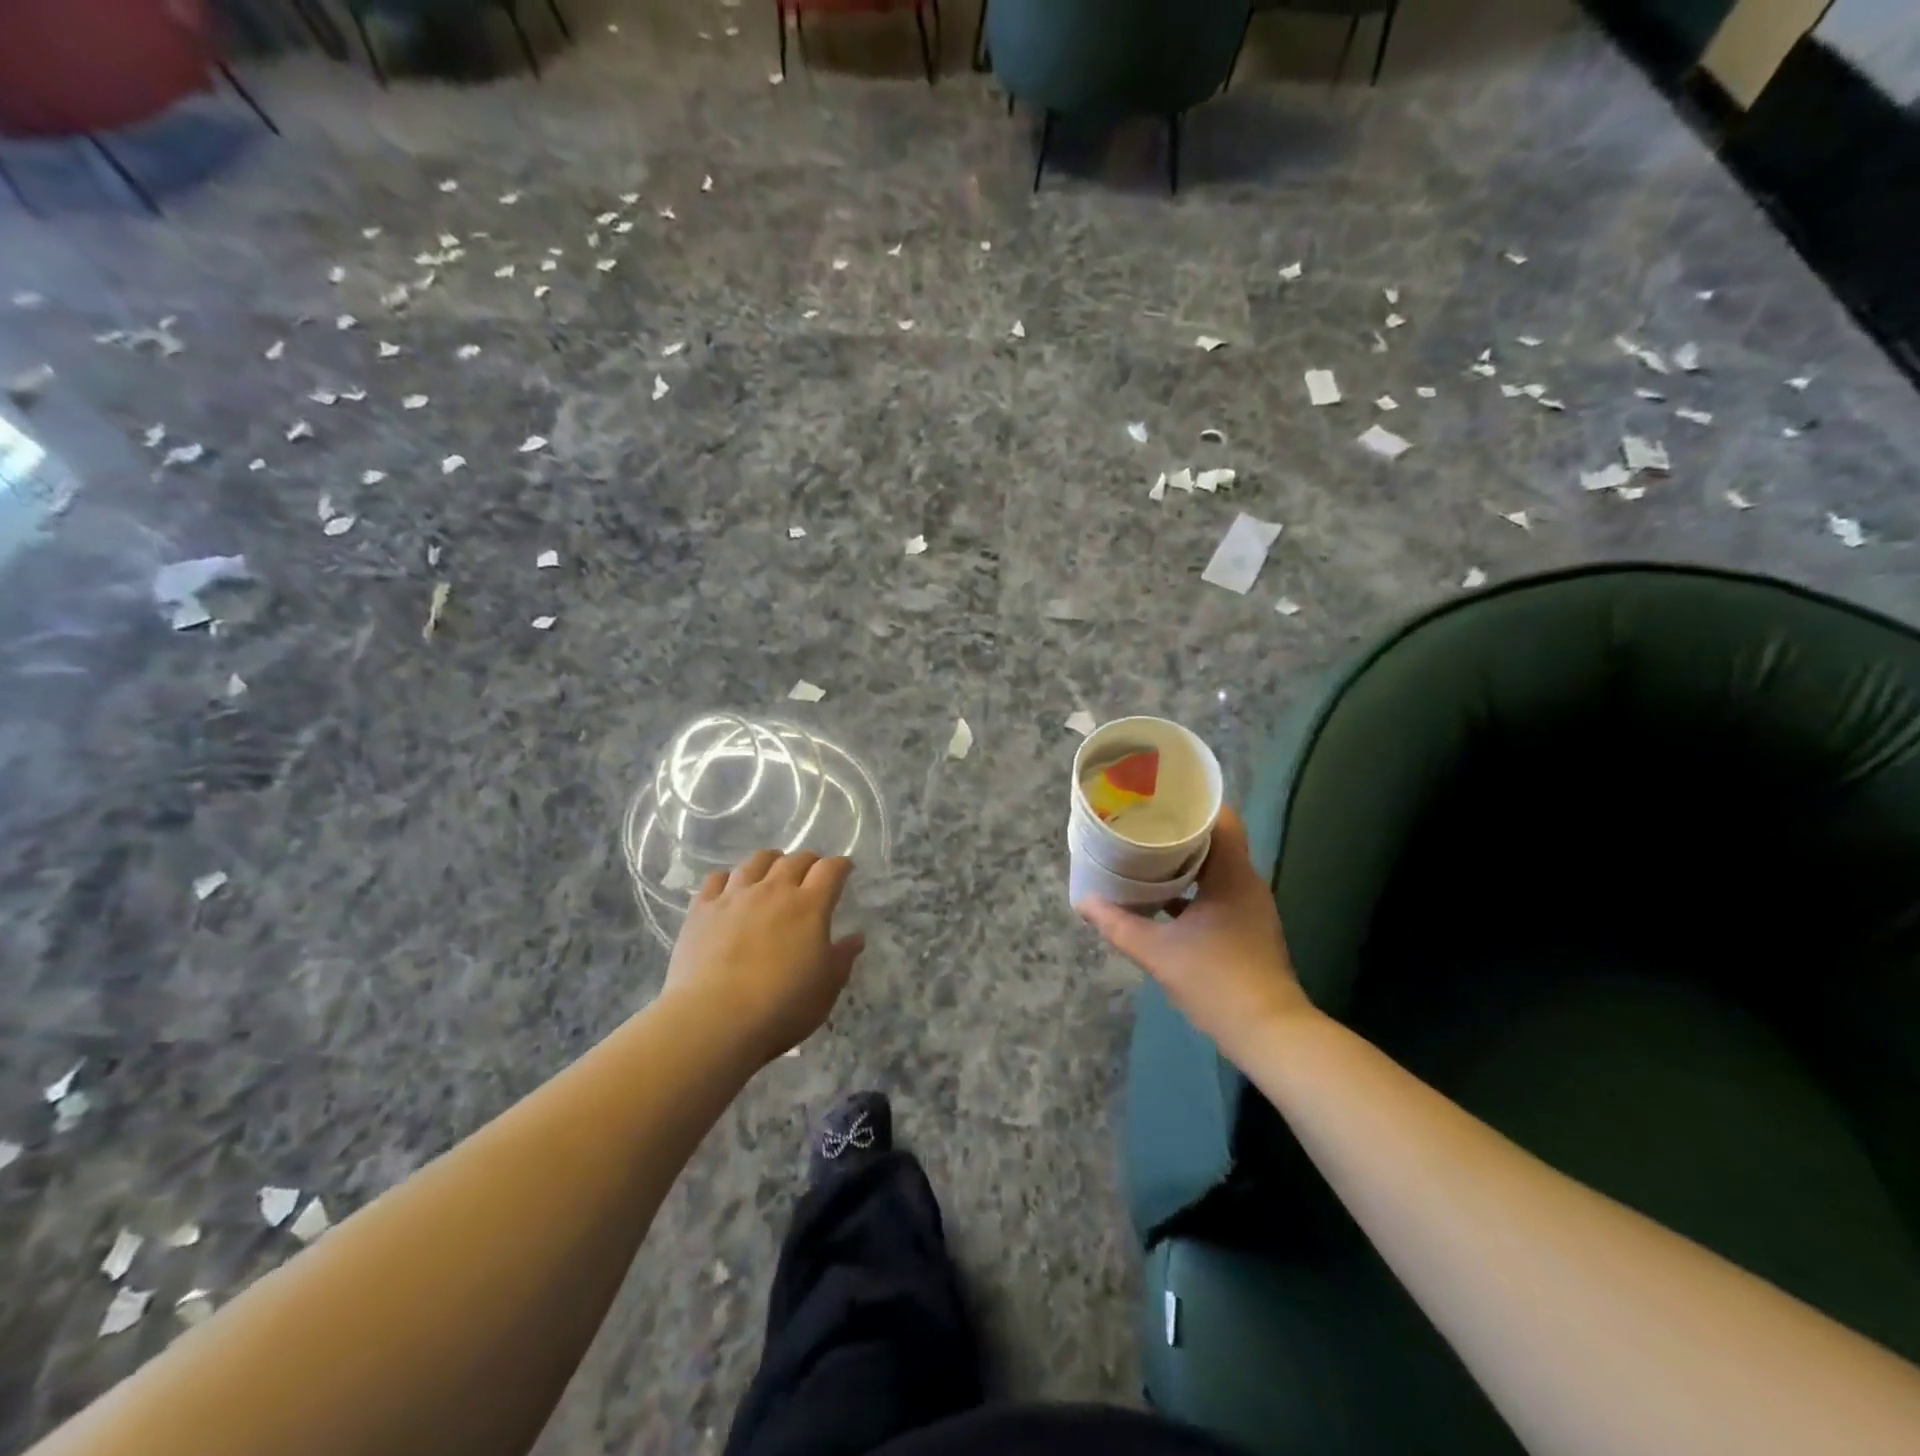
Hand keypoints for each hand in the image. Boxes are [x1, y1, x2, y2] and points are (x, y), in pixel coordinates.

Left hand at [666, 850, 865, 1064]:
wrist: (715, 1020)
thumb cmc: (782, 1006)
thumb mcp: (827, 987)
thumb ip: (842, 957)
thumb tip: (855, 937)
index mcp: (809, 905)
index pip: (830, 869)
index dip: (841, 865)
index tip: (845, 870)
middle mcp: (773, 890)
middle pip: (794, 860)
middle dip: (808, 861)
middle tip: (812, 873)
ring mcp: (735, 896)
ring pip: (755, 861)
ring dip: (771, 862)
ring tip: (773, 871)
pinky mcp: (702, 910)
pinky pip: (717, 879)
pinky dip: (729, 879)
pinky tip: (731, 890)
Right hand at [1076, 807, 1314, 1063]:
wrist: (1268, 1032)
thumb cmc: (1215, 980)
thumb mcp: (1157, 951)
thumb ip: (1117, 924)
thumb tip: (1082, 901)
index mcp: (1232, 875)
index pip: (1221, 818)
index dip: (1192, 803)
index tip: (1158, 797)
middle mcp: (1247, 882)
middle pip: (1216, 839)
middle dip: (1180, 830)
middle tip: (1142, 822)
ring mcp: (1250, 906)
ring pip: (1216, 867)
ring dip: (1185, 860)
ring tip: (1147, 853)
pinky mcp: (1247, 927)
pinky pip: (1218, 890)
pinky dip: (1193, 887)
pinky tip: (1163, 897)